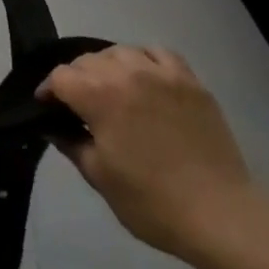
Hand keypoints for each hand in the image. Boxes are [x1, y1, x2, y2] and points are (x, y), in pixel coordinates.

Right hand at [38, 46, 256, 259]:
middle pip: (87, 60)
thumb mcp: (99, 178)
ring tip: (112, 88)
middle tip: (79, 104)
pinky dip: (145, 59)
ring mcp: (161, 74)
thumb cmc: (152, 202)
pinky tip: (145, 77)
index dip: (48, 91)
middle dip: (76, 78)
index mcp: (99, 96)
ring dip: (108, 66)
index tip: (47, 108)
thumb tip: (54, 127)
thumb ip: (72, 144)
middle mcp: (126, 74)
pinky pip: (159, 53)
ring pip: (120, 52)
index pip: (60, 77)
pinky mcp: (190, 82)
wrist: (221, 216)